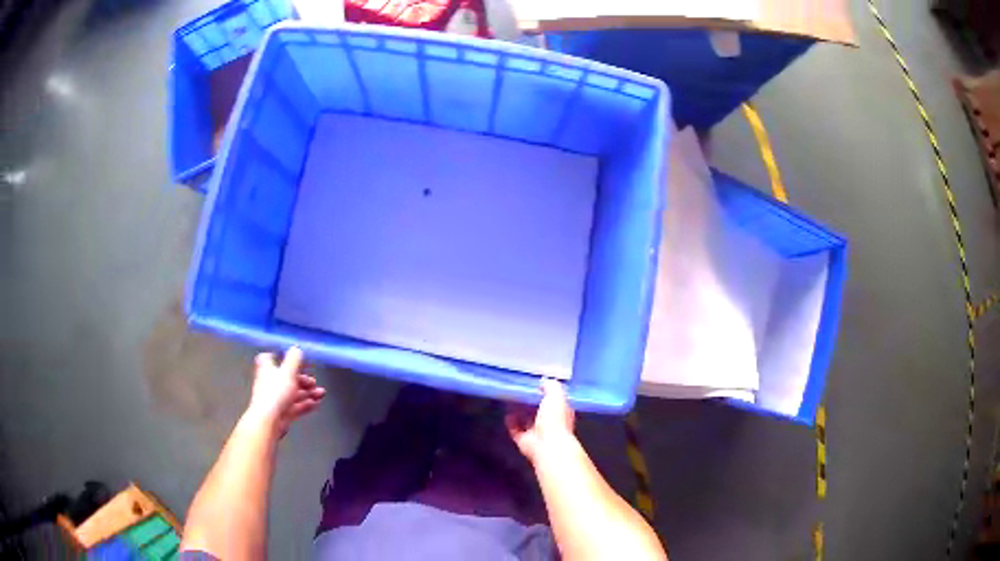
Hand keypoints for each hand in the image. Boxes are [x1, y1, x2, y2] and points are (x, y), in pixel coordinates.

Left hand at [248, 347, 325, 436]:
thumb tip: (296, 348)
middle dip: (302, 378)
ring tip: (320, 393)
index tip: (293, 357)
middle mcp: (270, 382)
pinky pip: (295, 406)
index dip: (281, 356)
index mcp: (267, 368)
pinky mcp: (282, 412)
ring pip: (293, 392)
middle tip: (313, 381)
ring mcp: (276, 398)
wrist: (269, 420)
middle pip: (286, 377)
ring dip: (307, 392)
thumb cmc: (276, 393)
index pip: (270, 357)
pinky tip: (315, 404)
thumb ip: (294, 359)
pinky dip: (305, 404)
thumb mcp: (288, 371)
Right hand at [505, 378, 575, 464]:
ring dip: (520, 412)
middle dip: (531, 402)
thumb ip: (551, 386)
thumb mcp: (557, 396)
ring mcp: (538, 433)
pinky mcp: (525, 441)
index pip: (555, 401)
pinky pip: (516, 430)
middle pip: (540, 411)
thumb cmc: (555, 420)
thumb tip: (544, 381)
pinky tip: (507, 414)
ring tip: (511, 401)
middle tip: (521, 391)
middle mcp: (551, 423)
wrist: (547, 445)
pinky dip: (511, 423)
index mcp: (562, 412)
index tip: (536, 384)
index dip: (547, 393)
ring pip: (528, 420)